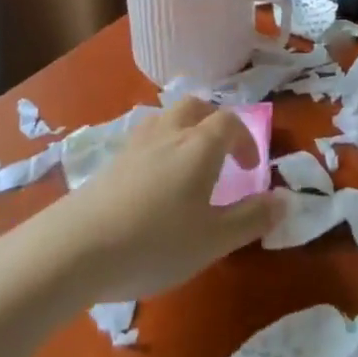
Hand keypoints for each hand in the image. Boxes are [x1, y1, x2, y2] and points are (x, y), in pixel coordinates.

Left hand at [47, 99, 281, 303]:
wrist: (72, 250)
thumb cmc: (154, 242)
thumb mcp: (213, 240)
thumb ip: (251, 218)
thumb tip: (285, 200)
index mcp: (199, 146)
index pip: (230, 122)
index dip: (246, 140)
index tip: (250, 170)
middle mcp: (168, 134)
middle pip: (194, 106)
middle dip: (214, 122)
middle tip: (221, 154)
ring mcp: (133, 147)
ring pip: (164, 119)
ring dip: (183, 130)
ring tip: (186, 164)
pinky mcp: (107, 165)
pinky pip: (141, 141)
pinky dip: (156, 149)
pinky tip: (151, 184)